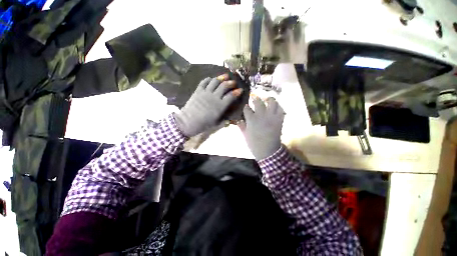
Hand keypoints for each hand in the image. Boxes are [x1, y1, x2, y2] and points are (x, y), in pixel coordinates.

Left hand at [174, 74, 242, 136]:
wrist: (188, 122)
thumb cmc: (203, 124)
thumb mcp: (216, 123)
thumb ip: (224, 119)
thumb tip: (230, 118)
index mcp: (220, 106)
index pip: (231, 96)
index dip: (237, 92)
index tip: (240, 90)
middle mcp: (214, 97)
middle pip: (224, 86)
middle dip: (231, 83)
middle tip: (234, 82)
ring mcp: (205, 92)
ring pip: (215, 81)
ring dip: (221, 78)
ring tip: (225, 76)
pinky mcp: (198, 91)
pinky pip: (204, 82)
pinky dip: (208, 79)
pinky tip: (211, 79)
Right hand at [240, 97, 284, 159]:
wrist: (268, 151)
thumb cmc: (254, 144)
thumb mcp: (245, 135)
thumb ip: (241, 126)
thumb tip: (238, 120)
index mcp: (251, 120)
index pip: (246, 108)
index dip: (245, 107)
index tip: (245, 106)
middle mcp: (261, 115)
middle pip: (258, 101)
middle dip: (255, 98)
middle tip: (254, 98)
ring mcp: (271, 117)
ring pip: (272, 102)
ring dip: (268, 99)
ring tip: (266, 99)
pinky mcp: (279, 120)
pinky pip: (281, 109)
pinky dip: (278, 106)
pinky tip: (275, 107)